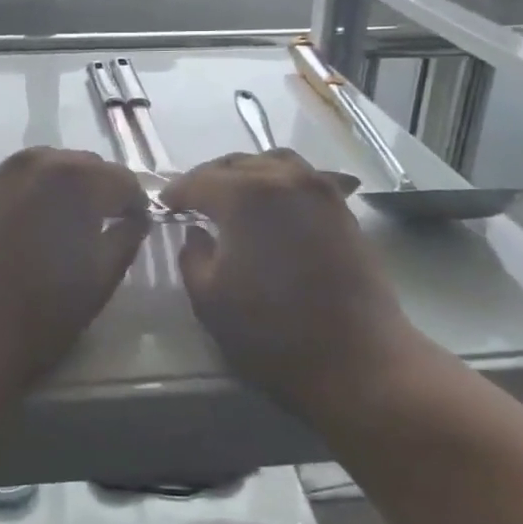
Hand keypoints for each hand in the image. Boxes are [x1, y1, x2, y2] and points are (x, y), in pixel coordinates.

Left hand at [0, 148, 149, 381]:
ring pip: (40, 170)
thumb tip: (134, 219)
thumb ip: (126, 239)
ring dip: (57, 190)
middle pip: (80, 165)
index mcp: (74, 180)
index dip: (134, 203)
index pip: (120, 179)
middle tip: (98, 225)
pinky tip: (17, 233)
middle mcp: (33, 163)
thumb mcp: (100, 279)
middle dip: (96, 190)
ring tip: (57, 226)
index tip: (133, 225)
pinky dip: (21, 200)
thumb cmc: (41, 313)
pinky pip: (6, 186)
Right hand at [164, 151, 410, 419]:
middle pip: (236, 164)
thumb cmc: (272, 333)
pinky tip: (272, 207)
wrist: (358, 360)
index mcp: (245, 196)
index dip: (176, 192)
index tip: (164, 205)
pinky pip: (303, 179)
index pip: (199, 181)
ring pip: (273, 163)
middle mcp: (284, 179)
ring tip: (232, 198)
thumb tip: (196, 234)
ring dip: (246, 174)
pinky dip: (279, 183)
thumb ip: (192, 258)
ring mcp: (320, 191)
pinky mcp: (343, 209)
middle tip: (193, 201)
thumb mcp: (210, 300)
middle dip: (209, 179)